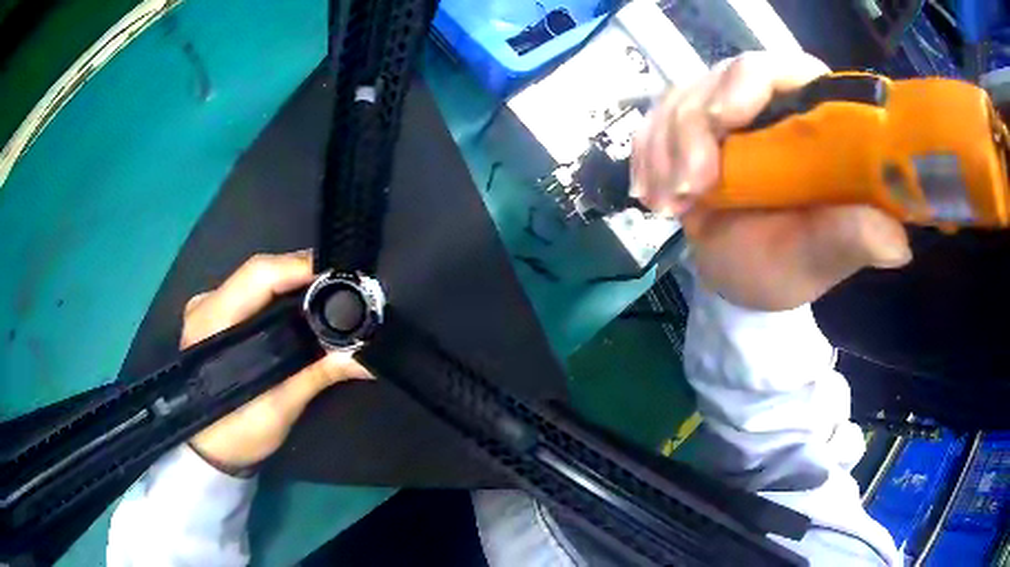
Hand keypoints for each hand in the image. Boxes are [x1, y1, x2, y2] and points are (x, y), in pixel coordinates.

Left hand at [183, 251, 369, 472]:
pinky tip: (301, 304)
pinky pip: (251, 294)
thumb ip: (318, 375)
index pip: (258, 274)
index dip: (299, 267)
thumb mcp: (278, 408)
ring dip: (292, 282)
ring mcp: (207, 308)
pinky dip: (279, 294)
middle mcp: (205, 305)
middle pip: (259, 272)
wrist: (209, 452)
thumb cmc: (235, 433)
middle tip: (342, 283)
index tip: (340, 273)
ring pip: (256, 280)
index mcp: (211, 321)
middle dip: (302, 272)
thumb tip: (365, 358)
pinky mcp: (214, 317)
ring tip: (328, 292)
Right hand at [631, 51, 911, 310]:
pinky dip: (645, 154)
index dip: (747, 81)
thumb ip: (854, 240)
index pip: (779, 68)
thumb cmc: (789, 267)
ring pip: (678, 98)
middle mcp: (767, 105)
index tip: (722, 121)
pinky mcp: (690, 131)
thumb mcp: (822, 257)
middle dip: (691, 129)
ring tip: (668, 206)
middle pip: (717, 78)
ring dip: (664, 149)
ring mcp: (724, 115)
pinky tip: (649, 193)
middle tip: (688, 189)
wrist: (742, 281)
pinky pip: (654, 122)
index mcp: (811, 120)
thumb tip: (899, 242)